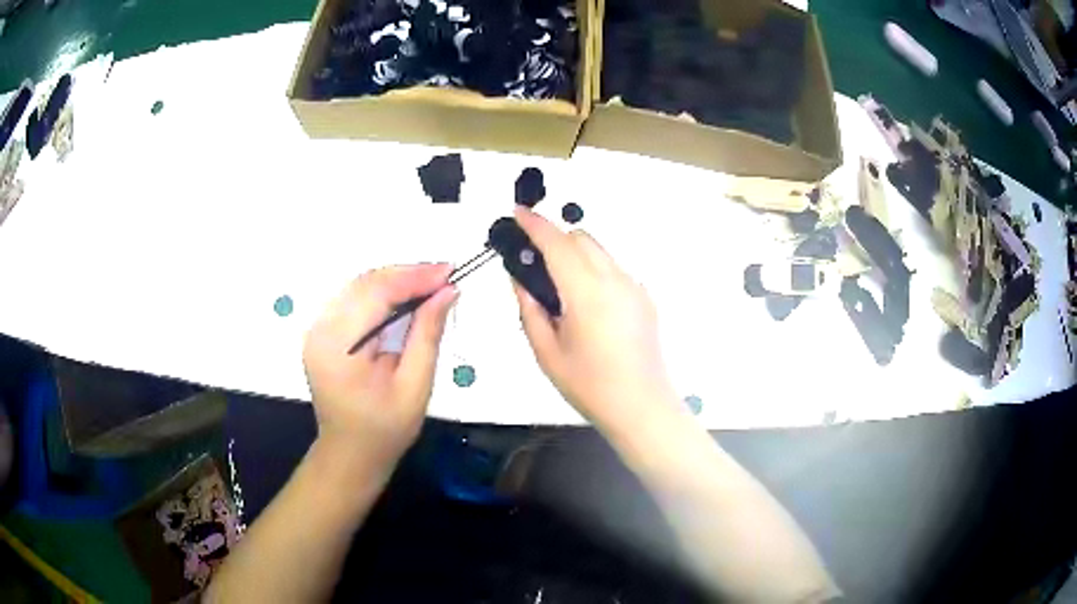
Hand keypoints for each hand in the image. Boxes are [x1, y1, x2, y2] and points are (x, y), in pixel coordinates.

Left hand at [303, 264, 457, 468]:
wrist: (351, 453)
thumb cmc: (385, 429)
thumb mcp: (415, 386)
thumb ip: (427, 334)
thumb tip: (447, 291)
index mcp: (338, 347)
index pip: (376, 293)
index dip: (414, 277)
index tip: (449, 272)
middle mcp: (320, 330)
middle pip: (364, 284)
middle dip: (407, 276)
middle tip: (445, 277)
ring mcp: (317, 330)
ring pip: (358, 287)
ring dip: (395, 282)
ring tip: (430, 285)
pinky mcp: (322, 333)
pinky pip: (353, 300)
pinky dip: (382, 295)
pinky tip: (405, 299)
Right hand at [511, 207, 677, 429]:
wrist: (641, 406)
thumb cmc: (589, 385)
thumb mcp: (546, 351)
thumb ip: (529, 308)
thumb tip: (519, 278)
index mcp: (586, 292)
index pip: (556, 243)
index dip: (534, 224)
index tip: (518, 214)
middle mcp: (615, 279)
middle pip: (581, 238)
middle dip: (555, 239)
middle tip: (534, 265)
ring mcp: (634, 287)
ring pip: (600, 251)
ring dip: (575, 254)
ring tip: (560, 290)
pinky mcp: (645, 298)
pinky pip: (614, 270)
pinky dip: (594, 271)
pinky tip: (587, 306)